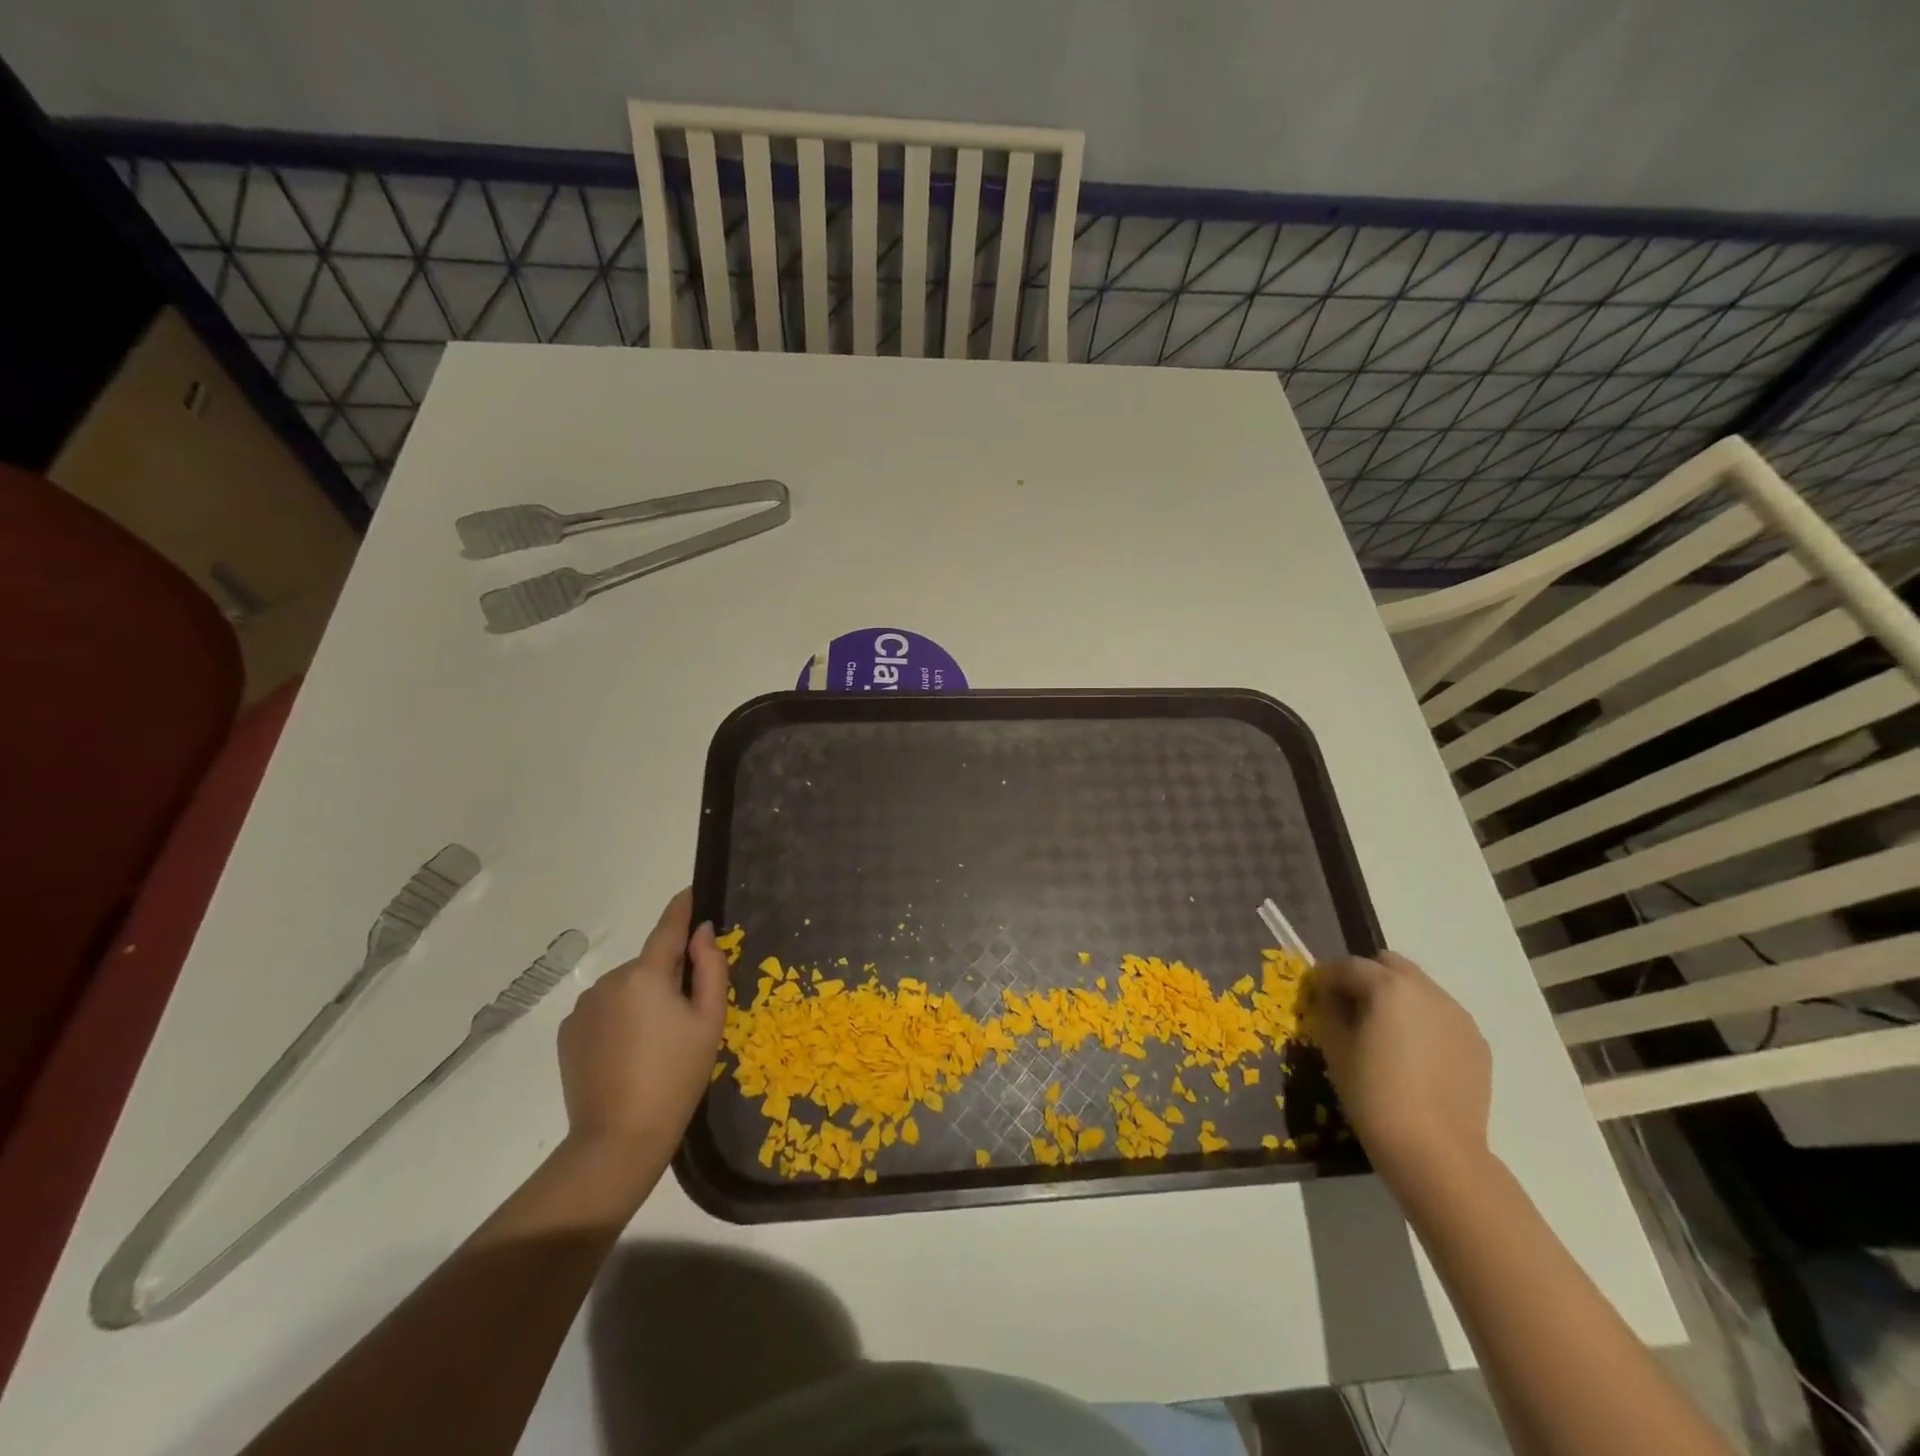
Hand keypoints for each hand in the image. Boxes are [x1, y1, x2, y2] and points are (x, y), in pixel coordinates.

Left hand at [557, 889, 727, 1160]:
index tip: (690, 891)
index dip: (681, 908)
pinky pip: (604, 1011)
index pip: (667, 928)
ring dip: (643, 999)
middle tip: (687, 1015)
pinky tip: (629, 1053)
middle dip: (668, 977)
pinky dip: (620, 1019)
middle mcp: (610, 980)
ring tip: (656, 1042)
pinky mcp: (569, 1032)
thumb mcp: (709, 1020)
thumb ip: (710, 967)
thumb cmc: (677, 1075)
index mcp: (646, 974)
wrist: (619, 1138)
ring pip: (626, 988)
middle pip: (649, 965)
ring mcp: (584, 1007)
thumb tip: (702, 932)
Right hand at [1315, 951, 1491, 1196]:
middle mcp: (1427, 991)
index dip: (1327, 978)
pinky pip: (1441, 1015)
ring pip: (1418, 988)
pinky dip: (1422, 1021)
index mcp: (1389, 987)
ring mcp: (1458, 1016)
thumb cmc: (1374, 1095)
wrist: (1436, 1151)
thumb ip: (1329, 1010)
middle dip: (1366, 977)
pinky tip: (1413, 1056)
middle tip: (1351, 1009)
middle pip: (1389, 964)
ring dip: (1396, 998)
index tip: (1317, 996)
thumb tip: (1330, 997)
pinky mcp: (1476, 1042)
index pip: (1348, 966)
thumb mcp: (1335, 1047)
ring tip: (1385, 1034)